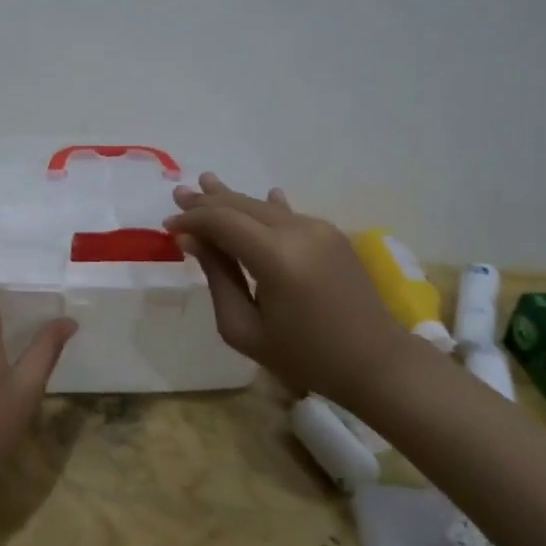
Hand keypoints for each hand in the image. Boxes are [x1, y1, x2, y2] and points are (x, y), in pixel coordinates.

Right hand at [166, 173, 409, 396]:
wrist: (376, 362)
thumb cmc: (305, 356)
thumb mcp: (245, 329)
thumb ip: (217, 278)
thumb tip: (192, 240)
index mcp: (276, 258)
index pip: (222, 221)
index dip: (192, 220)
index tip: (168, 226)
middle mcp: (298, 232)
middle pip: (242, 206)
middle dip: (207, 201)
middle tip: (179, 194)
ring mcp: (319, 229)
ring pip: (264, 206)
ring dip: (233, 199)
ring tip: (206, 183)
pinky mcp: (332, 234)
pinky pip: (288, 214)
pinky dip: (266, 207)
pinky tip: (264, 194)